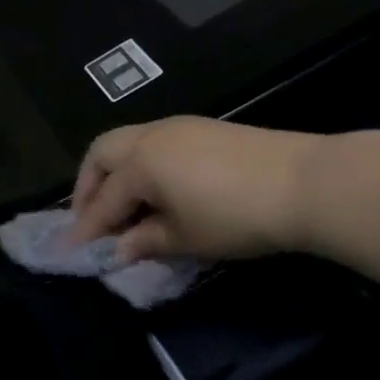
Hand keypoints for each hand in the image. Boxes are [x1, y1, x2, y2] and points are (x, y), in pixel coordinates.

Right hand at [69, 116, 325, 261]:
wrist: (305, 183)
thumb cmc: (235, 217)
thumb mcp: (185, 238)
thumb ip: (146, 241)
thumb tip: (121, 249)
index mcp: (141, 163)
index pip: (104, 201)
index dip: (88, 230)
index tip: (73, 252)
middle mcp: (153, 135)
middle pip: (103, 153)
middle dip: (89, 187)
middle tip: (92, 221)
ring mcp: (181, 126)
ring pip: (130, 143)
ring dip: (116, 175)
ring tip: (123, 210)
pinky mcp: (206, 128)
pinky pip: (156, 144)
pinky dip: (143, 167)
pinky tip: (156, 193)